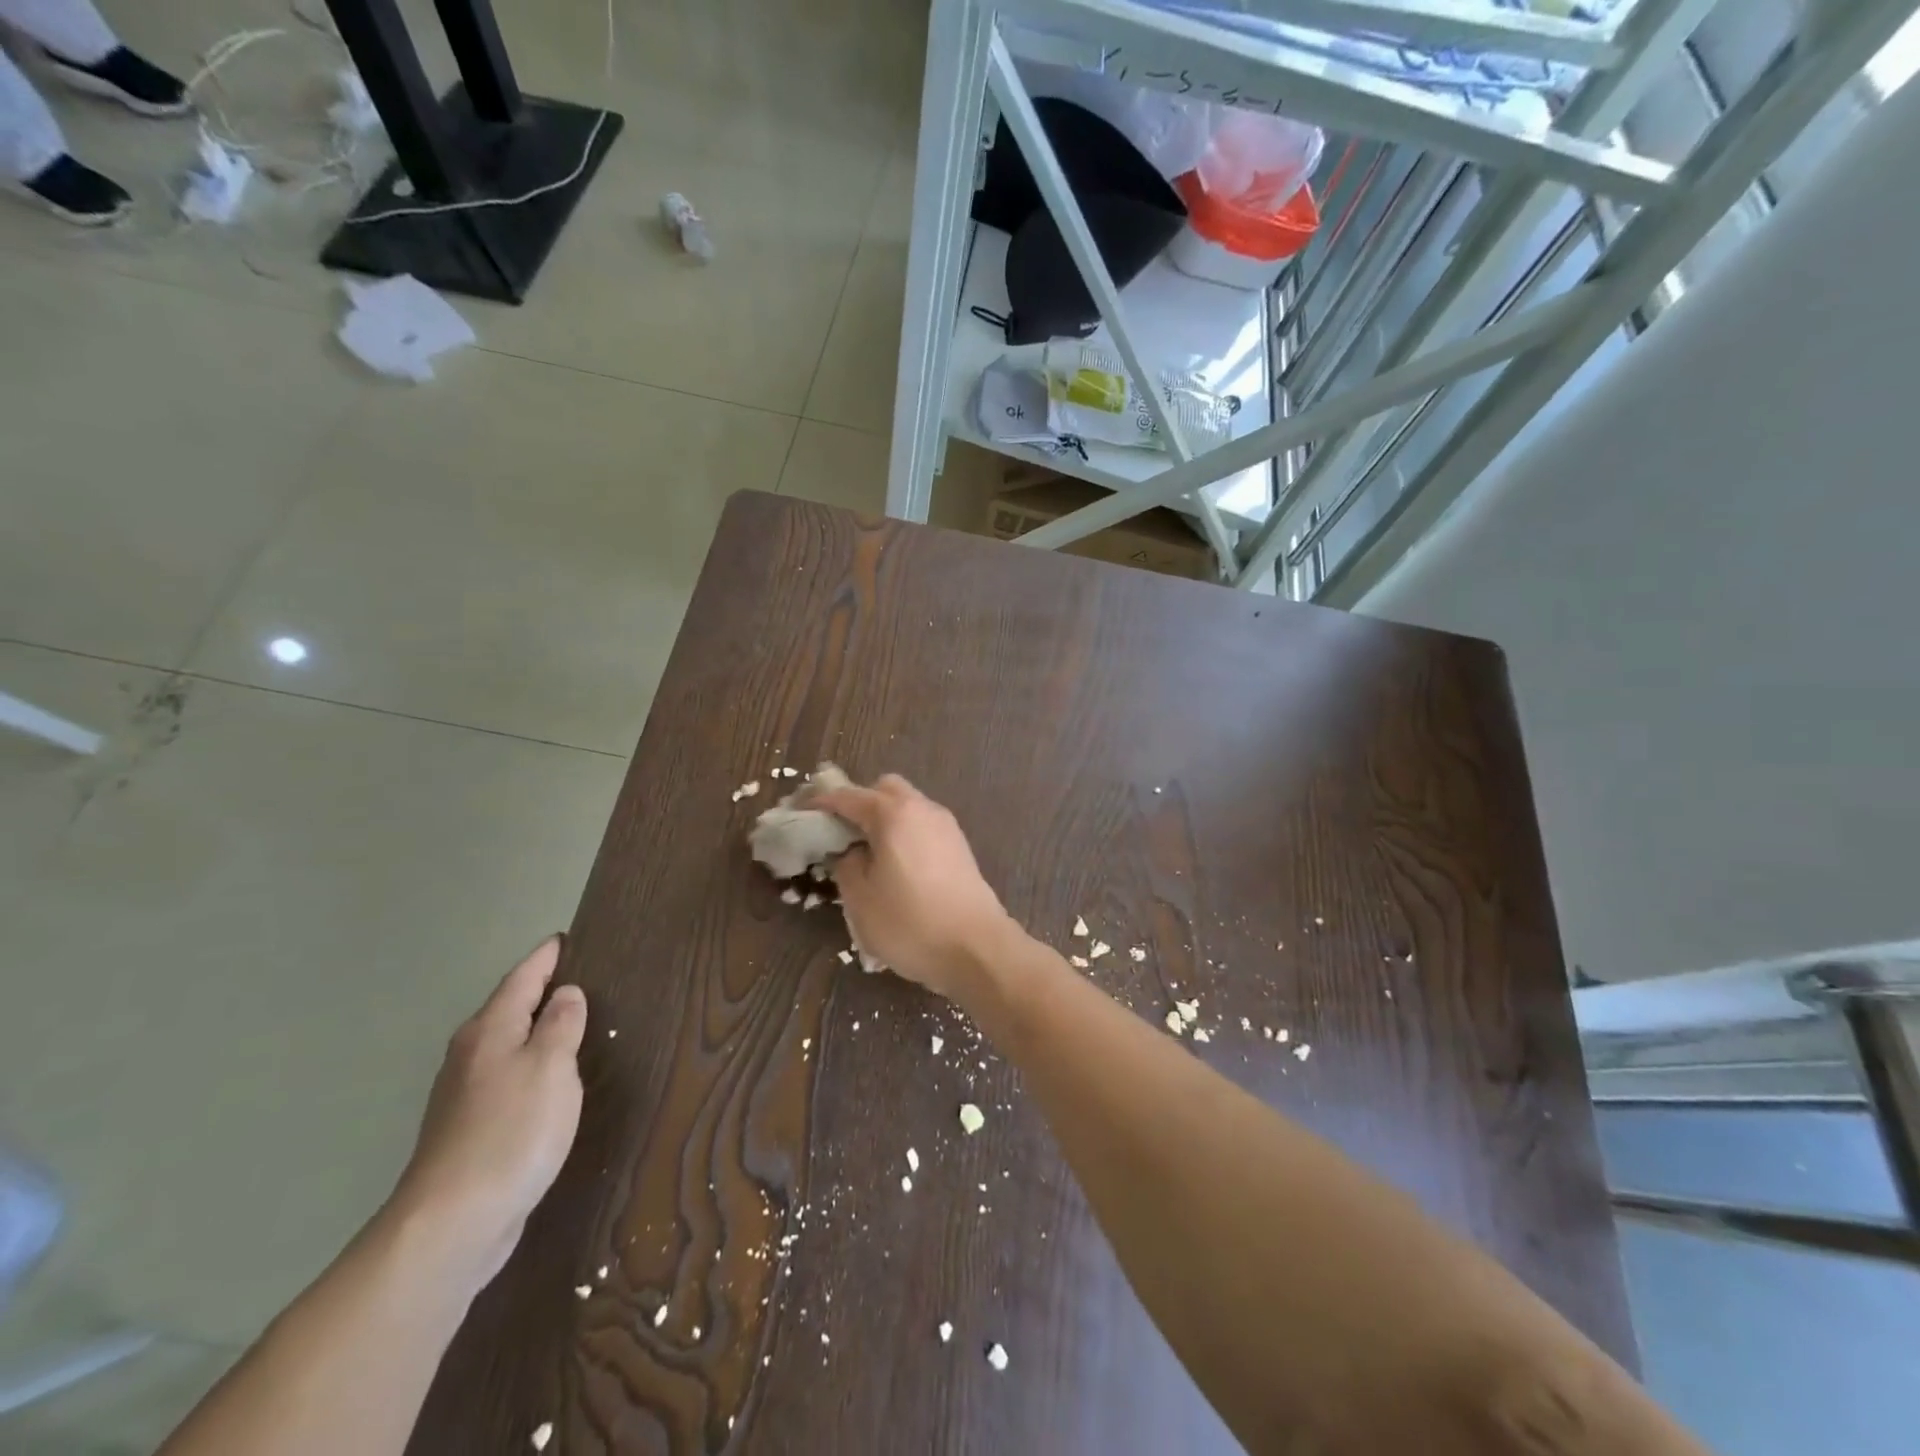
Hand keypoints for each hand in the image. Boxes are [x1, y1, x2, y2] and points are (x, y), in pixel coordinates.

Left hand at [388, 937, 586, 1289]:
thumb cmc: (511, 1131)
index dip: (545, 957)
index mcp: (490, 1030)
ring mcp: (465, 1095)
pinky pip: (508, 1078)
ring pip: (507, 1044)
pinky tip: (550, 1079)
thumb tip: (566, 994)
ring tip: (571, 1021)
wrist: (452, 1223)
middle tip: (580, 975)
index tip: (565, 938)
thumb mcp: (551, 1066)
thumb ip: (561, 1024)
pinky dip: (531, 1065)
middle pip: (508, 1009)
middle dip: (539, 990)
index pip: (522, 978)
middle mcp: (471, 1055)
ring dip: (535, 1029)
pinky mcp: (471, 1130)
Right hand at [814, 775, 1020, 1001]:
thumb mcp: (860, 898)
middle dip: (858, 802)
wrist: (976, 948)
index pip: (848, 796)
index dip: (821, 801)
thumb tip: (850, 851)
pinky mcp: (959, 847)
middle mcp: (922, 809)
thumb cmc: (910, 923)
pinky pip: (922, 827)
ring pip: (908, 807)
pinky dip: (903, 834)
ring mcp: (946, 826)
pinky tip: (894, 866)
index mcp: (893, 814)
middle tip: (839, 832)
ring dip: (883, 819)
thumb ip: (846, 865)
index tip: (801, 811)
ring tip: (865, 853)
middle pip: (884, 789)